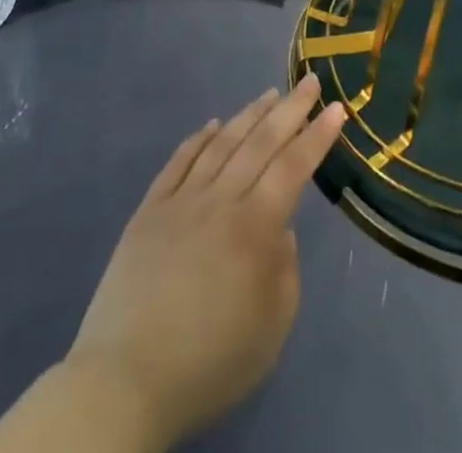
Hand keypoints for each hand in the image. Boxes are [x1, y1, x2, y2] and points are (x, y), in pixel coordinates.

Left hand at [63, 76, 347, 450]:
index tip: (336, 107)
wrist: (125, 380)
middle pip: (260, 143)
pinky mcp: (149, 209)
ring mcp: (181, 200)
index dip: (317, 136)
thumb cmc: (209, 362)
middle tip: (310, 81)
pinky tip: (211, 124)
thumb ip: (284, 271)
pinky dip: (198, 138)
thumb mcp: (271, 330)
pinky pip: (178, 161)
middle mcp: (220, 200)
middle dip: (290, 109)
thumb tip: (279, 230)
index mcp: (254, 228)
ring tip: (269, 93)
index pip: (293, 167)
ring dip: (249, 115)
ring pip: (221, 143)